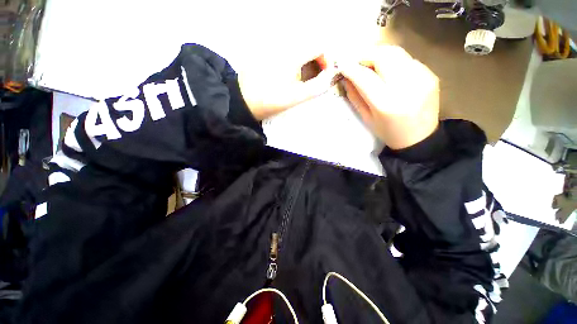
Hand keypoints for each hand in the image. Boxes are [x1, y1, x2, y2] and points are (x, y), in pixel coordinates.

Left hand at [238, 52, 338, 120]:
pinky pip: (288, 54)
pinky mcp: (268, 55)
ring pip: (299, 51)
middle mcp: (284, 47)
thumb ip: (315, 88)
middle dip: (317, 63)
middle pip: (309, 47)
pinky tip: (291, 78)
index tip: (325, 75)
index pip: (318, 46)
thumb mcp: (295, 97)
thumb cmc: (270, 100)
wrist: (244, 101)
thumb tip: (330, 79)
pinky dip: (296, 64)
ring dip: (307, 64)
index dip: (327, 60)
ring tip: (303, 81)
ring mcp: (274, 50)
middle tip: (316, 80)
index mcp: (292, 55)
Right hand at [339, 45, 439, 149]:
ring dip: (378, 54)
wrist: (420, 138)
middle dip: (365, 54)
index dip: (351, 68)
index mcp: (387, 104)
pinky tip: (388, 71)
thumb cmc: (388, 132)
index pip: (365, 78)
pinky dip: (393, 61)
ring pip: (396, 52)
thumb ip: (355, 97)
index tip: (341, 64)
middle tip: (355, 60)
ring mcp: (422, 78)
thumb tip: (346, 78)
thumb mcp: (367, 118)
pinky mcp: (431, 74)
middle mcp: (406, 87)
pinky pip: (407, 59)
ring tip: (369, 62)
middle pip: (383, 56)